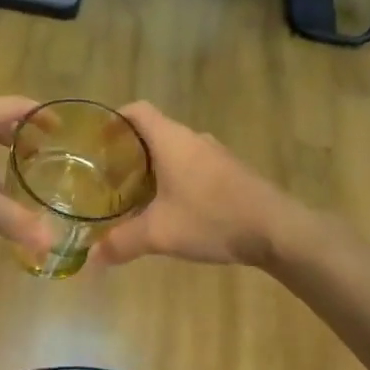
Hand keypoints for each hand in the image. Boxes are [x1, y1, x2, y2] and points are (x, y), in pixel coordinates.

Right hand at [93, 102, 293, 266]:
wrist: (278, 230)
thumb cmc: (213, 219)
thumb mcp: (160, 234)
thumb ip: (122, 243)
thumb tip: (91, 258)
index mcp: (172, 140)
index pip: (138, 110)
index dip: (115, 119)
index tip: (97, 141)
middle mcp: (193, 139)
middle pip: (153, 132)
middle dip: (129, 151)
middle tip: (108, 177)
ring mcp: (216, 155)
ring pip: (175, 151)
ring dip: (154, 168)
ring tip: (134, 195)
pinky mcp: (231, 173)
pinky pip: (193, 166)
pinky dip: (176, 179)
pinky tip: (172, 208)